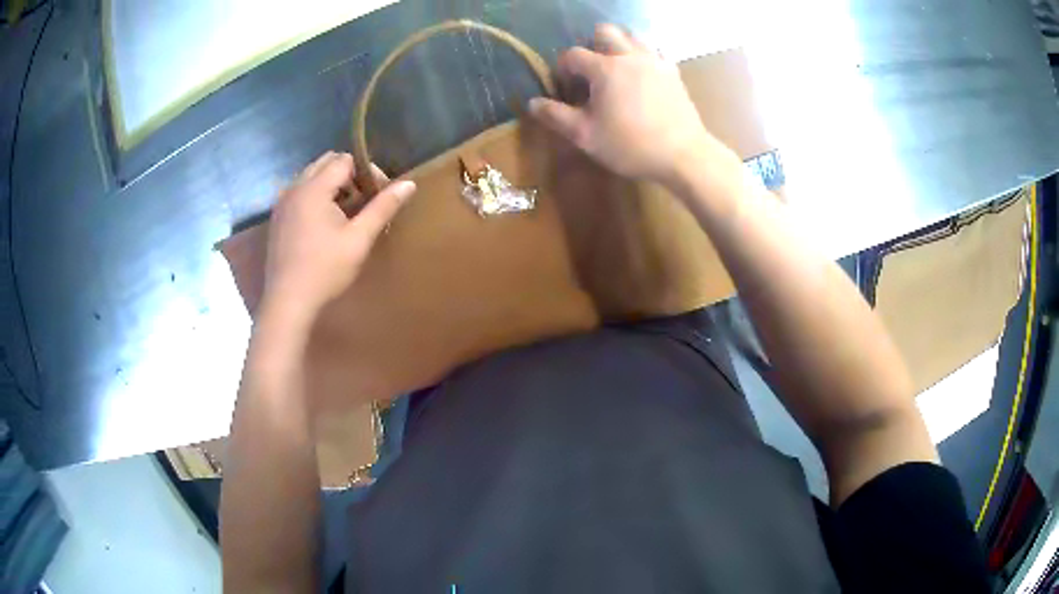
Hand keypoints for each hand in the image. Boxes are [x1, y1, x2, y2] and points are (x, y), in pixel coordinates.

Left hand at [261, 151, 415, 325]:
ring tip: (345, 213)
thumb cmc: (325, 270)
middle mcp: (295, 188)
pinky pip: (299, 193)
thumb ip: (383, 207)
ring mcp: (282, 203)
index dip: (367, 172)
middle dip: (349, 175)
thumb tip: (410, 184)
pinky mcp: (277, 218)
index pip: (345, 160)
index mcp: (314, 188)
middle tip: (363, 202)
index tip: (378, 196)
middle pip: (326, 162)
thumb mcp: (359, 239)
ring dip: (331, 185)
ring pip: (311, 176)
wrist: (288, 302)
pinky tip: (323, 225)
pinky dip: (315, 197)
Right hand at [529, 24, 737, 186]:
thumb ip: (556, 116)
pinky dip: (644, 57)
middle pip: (605, 32)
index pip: (573, 55)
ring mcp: (655, 61)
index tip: (566, 89)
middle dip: (592, 45)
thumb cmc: (630, 145)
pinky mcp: (673, 72)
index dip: (563, 69)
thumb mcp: (585, 135)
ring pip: (633, 36)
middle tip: (592, 71)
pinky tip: (643, 76)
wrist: (683, 154)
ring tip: (617, 70)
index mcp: (604, 68)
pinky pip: (656, 51)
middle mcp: (629, 56)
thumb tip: (532, 103)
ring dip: (620, 46)